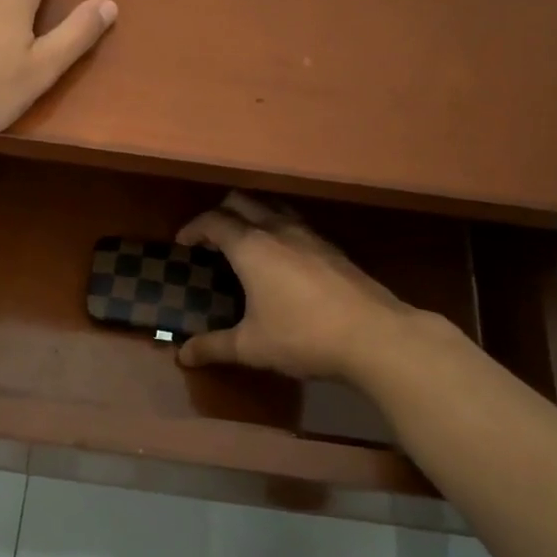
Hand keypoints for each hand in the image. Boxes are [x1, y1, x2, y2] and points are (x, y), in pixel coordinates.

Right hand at [175, 192, 442, 381]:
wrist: (375, 336)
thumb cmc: (303, 336)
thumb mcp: (251, 346)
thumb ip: (214, 347)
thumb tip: (183, 355)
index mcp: (251, 247)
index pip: (213, 221)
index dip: (193, 228)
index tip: (182, 242)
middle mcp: (278, 230)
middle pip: (242, 202)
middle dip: (221, 213)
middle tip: (210, 237)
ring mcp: (310, 235)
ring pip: (273, 207)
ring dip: (252, 215)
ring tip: (244, 240)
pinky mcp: (333, 248)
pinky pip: (295, 223)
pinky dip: (278, 229)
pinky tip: (283, 257)